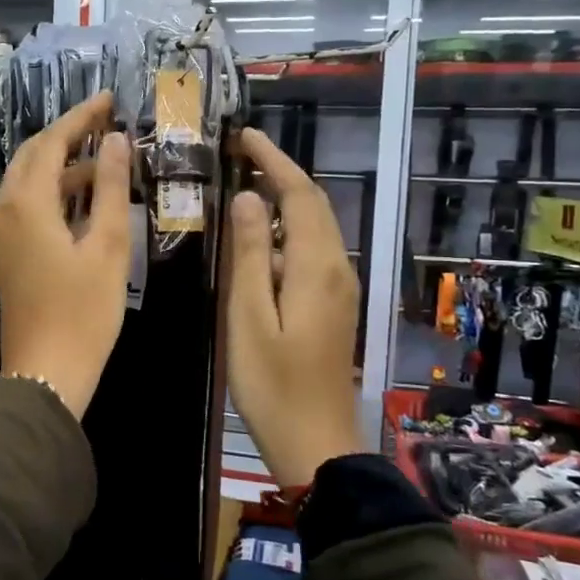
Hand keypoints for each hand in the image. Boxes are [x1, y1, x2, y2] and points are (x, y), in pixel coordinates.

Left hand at [0, 92, 131, 418]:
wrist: (46, 371)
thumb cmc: (82, 311)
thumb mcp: (106, 245)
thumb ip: (109, 187)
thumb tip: (117, 140)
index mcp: (26, 202)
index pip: (51, 143)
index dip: (80, 118)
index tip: (109, 99)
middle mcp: (4, 208)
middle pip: (34, 156)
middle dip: (68, 135)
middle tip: (107, 122)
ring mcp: (0, 231)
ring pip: (29, 180)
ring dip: (63, 165)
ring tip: (107, 158)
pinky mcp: (6, 250)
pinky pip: (28, 204)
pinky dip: (55, 192)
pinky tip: (86, 196)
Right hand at [227, 128, 361, 488]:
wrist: (316, 442)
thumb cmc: (272, 384)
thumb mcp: (247, 318)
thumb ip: (247, 256)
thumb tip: (246, 199)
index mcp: (316, 267)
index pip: (299, 195)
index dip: (273, 160)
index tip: (243, 137)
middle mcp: (338, 268)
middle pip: (313, 205)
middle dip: (280, 173)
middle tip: (239, 155)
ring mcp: (340, 287)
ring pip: (315, 227)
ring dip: (283, 201)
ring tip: (242, 187)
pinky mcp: (334, 305)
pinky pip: (312, 251)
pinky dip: (287, 231)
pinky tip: (258, 241)